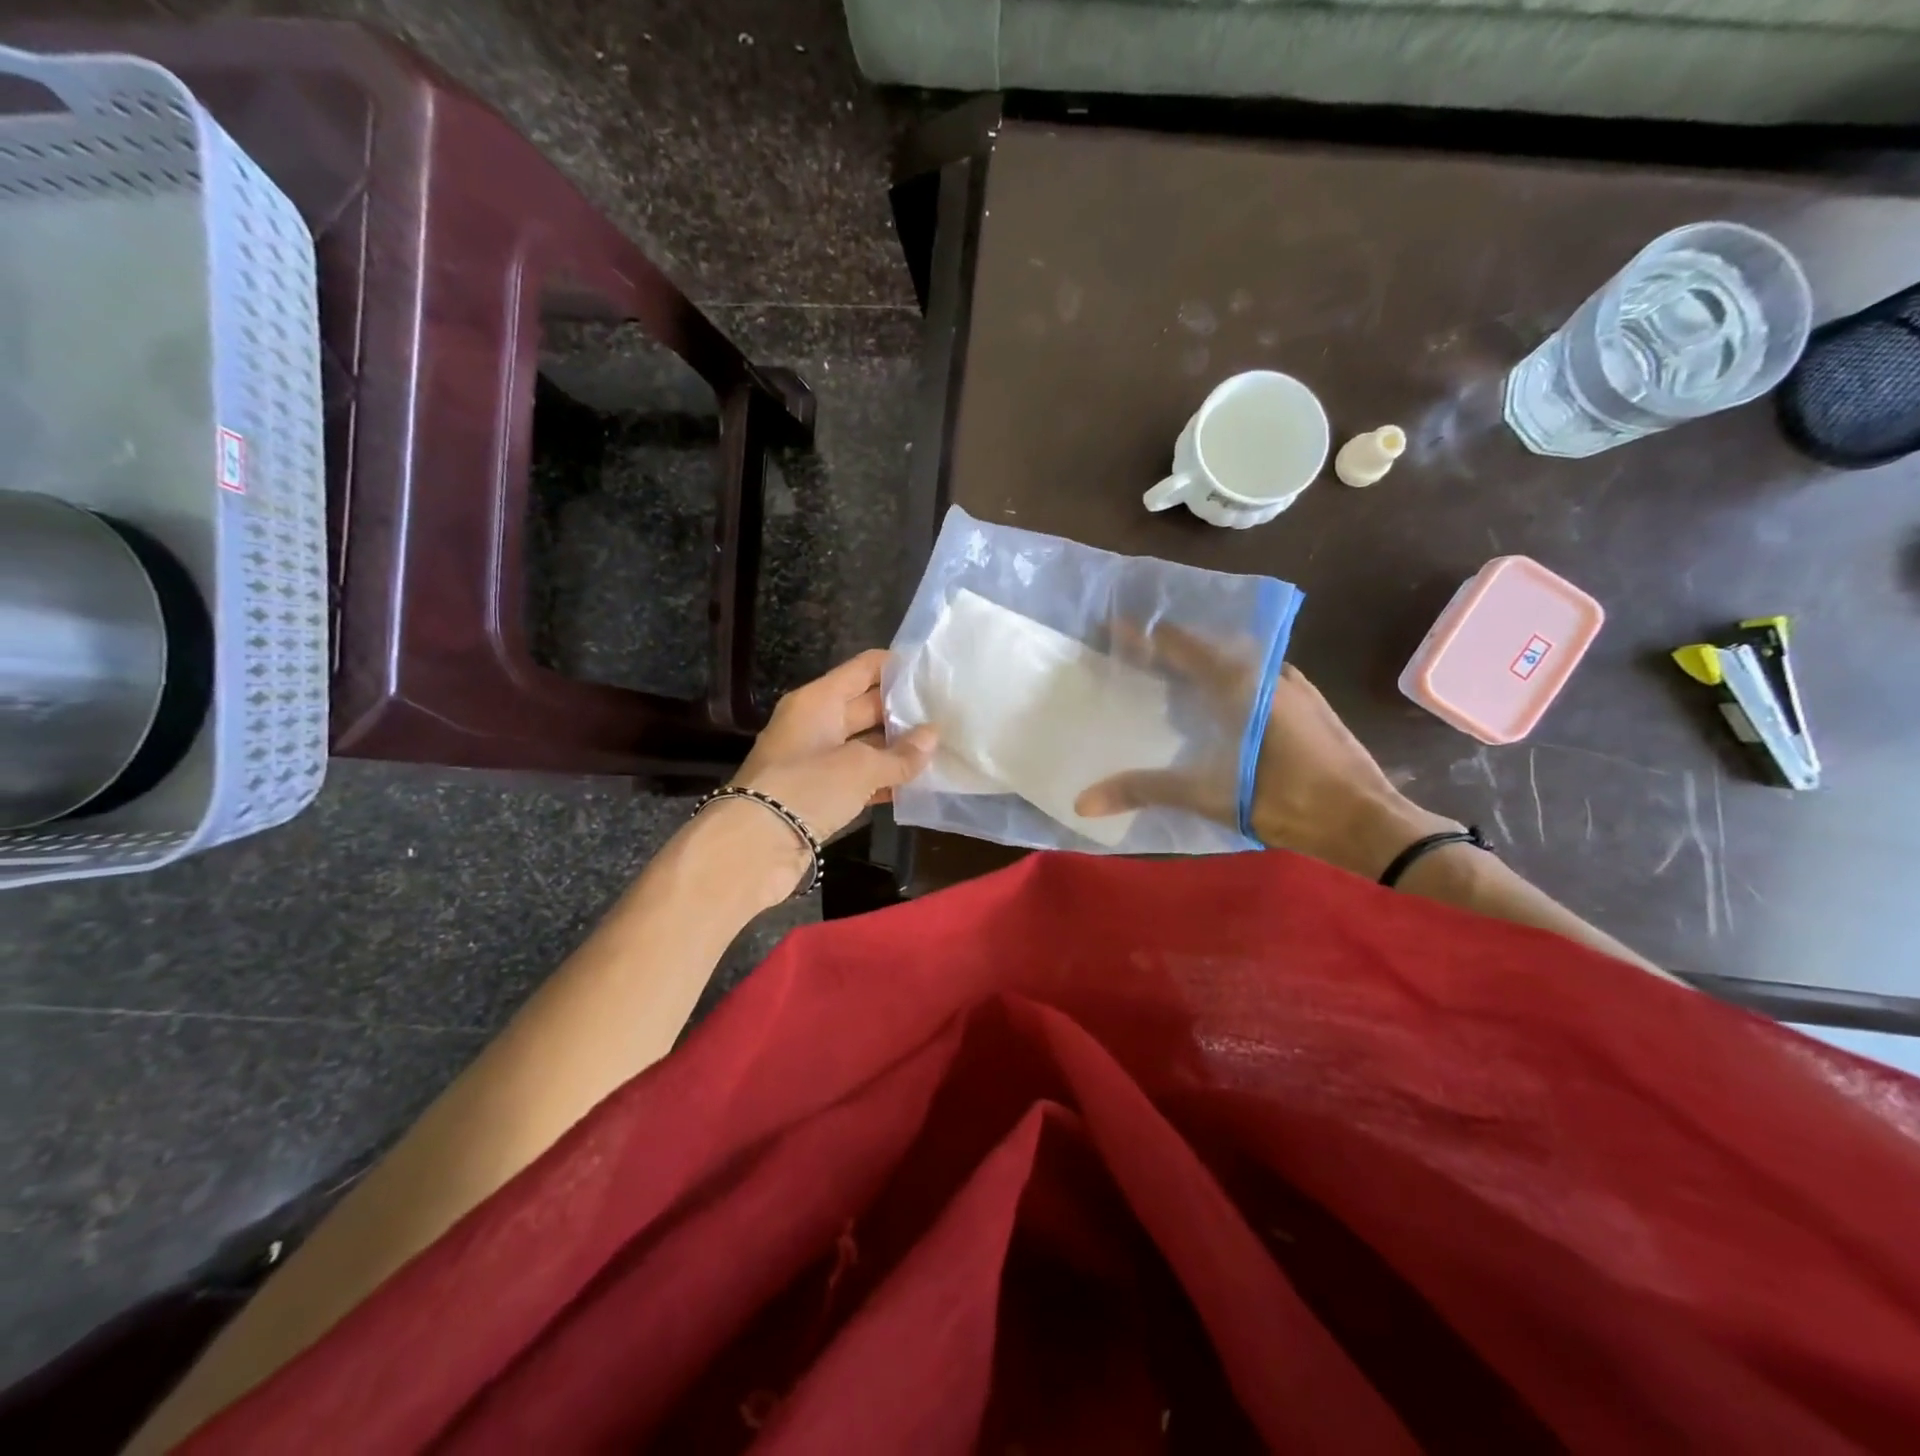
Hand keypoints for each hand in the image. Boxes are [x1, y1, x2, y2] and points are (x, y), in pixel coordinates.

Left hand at [733, 649, 937, 844]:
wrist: (756, 846)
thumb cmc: (808, 787)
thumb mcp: (860, 767)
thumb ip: (900, 754)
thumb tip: (933, 736)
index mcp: (818, 701)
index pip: (864, 668)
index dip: (898, 667)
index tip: (935, 674)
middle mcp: (816, 723)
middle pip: (867, 705)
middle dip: (904, 710)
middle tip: (947, 714)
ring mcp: (817, 760)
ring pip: (866, 744)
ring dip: (898, 748)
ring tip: (942, 747)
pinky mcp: (820, 793)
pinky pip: (860, 776)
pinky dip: (884, 778)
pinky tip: (917, 783)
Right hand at [1073, 625, 1453, 877]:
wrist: (1371, 823)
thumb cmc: (1291, 802)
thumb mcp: (1213, 796)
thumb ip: (1146, 790)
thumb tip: (1082, 800)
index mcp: (1244, 682)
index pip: (1183, 645)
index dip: (1146, 636)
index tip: (1113, 628)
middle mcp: (1270, 672)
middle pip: (1210, 646)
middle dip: (1170, 649)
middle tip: (1133, 659)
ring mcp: (1294, 687)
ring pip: (1237, 662)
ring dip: (1202, 665)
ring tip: (1166, 681)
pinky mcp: (1307, 706)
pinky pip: (1256, 678)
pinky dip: (1226, 682)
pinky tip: (1214, 709)